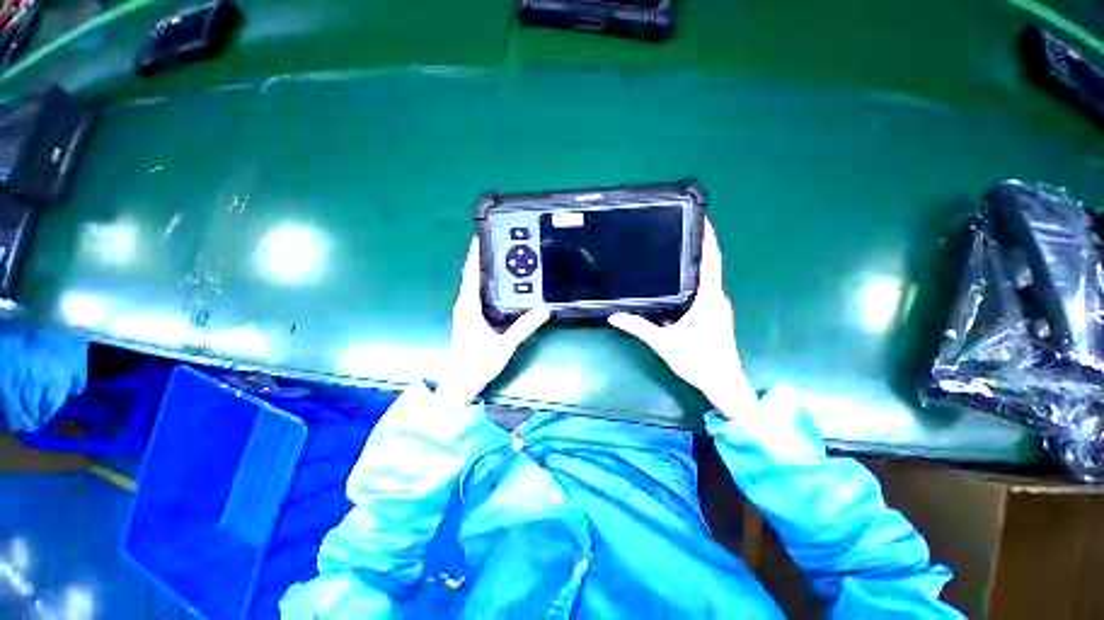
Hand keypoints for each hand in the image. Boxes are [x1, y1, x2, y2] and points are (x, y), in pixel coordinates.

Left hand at [433, 238, 550, 404]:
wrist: (458, 383)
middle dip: (481, 258)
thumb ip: (524, 327)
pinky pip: (475, 294)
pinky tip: (498, 285)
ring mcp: (464, 311)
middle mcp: (463, 304)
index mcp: (468, 306)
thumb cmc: (477, 363)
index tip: (480, 235)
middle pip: (470, 275)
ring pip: (472, 284)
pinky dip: (484, 284)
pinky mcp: (467, 318)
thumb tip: (544, 310)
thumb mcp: (504, 344)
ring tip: (501, 259)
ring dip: (482, 271)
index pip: (470, 273)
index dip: (474, 253)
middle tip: (500, 244)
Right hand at [608, 220, 751, 408]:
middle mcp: (717, 297)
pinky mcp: (715, 315)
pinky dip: (692, 282)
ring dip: (693, 266)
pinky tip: (675, 285)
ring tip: (673, 253)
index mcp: (708, 298)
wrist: (723, 383)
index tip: (702, 218)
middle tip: (676, 233)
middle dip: (696, 247)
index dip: (709, 238)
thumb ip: (638, 327)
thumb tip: (614, 316)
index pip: (711, 260)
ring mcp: (718, 307)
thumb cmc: (697, 360)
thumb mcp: (663, 342)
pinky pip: (704, 291)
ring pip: (706, 279)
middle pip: (709, 265)